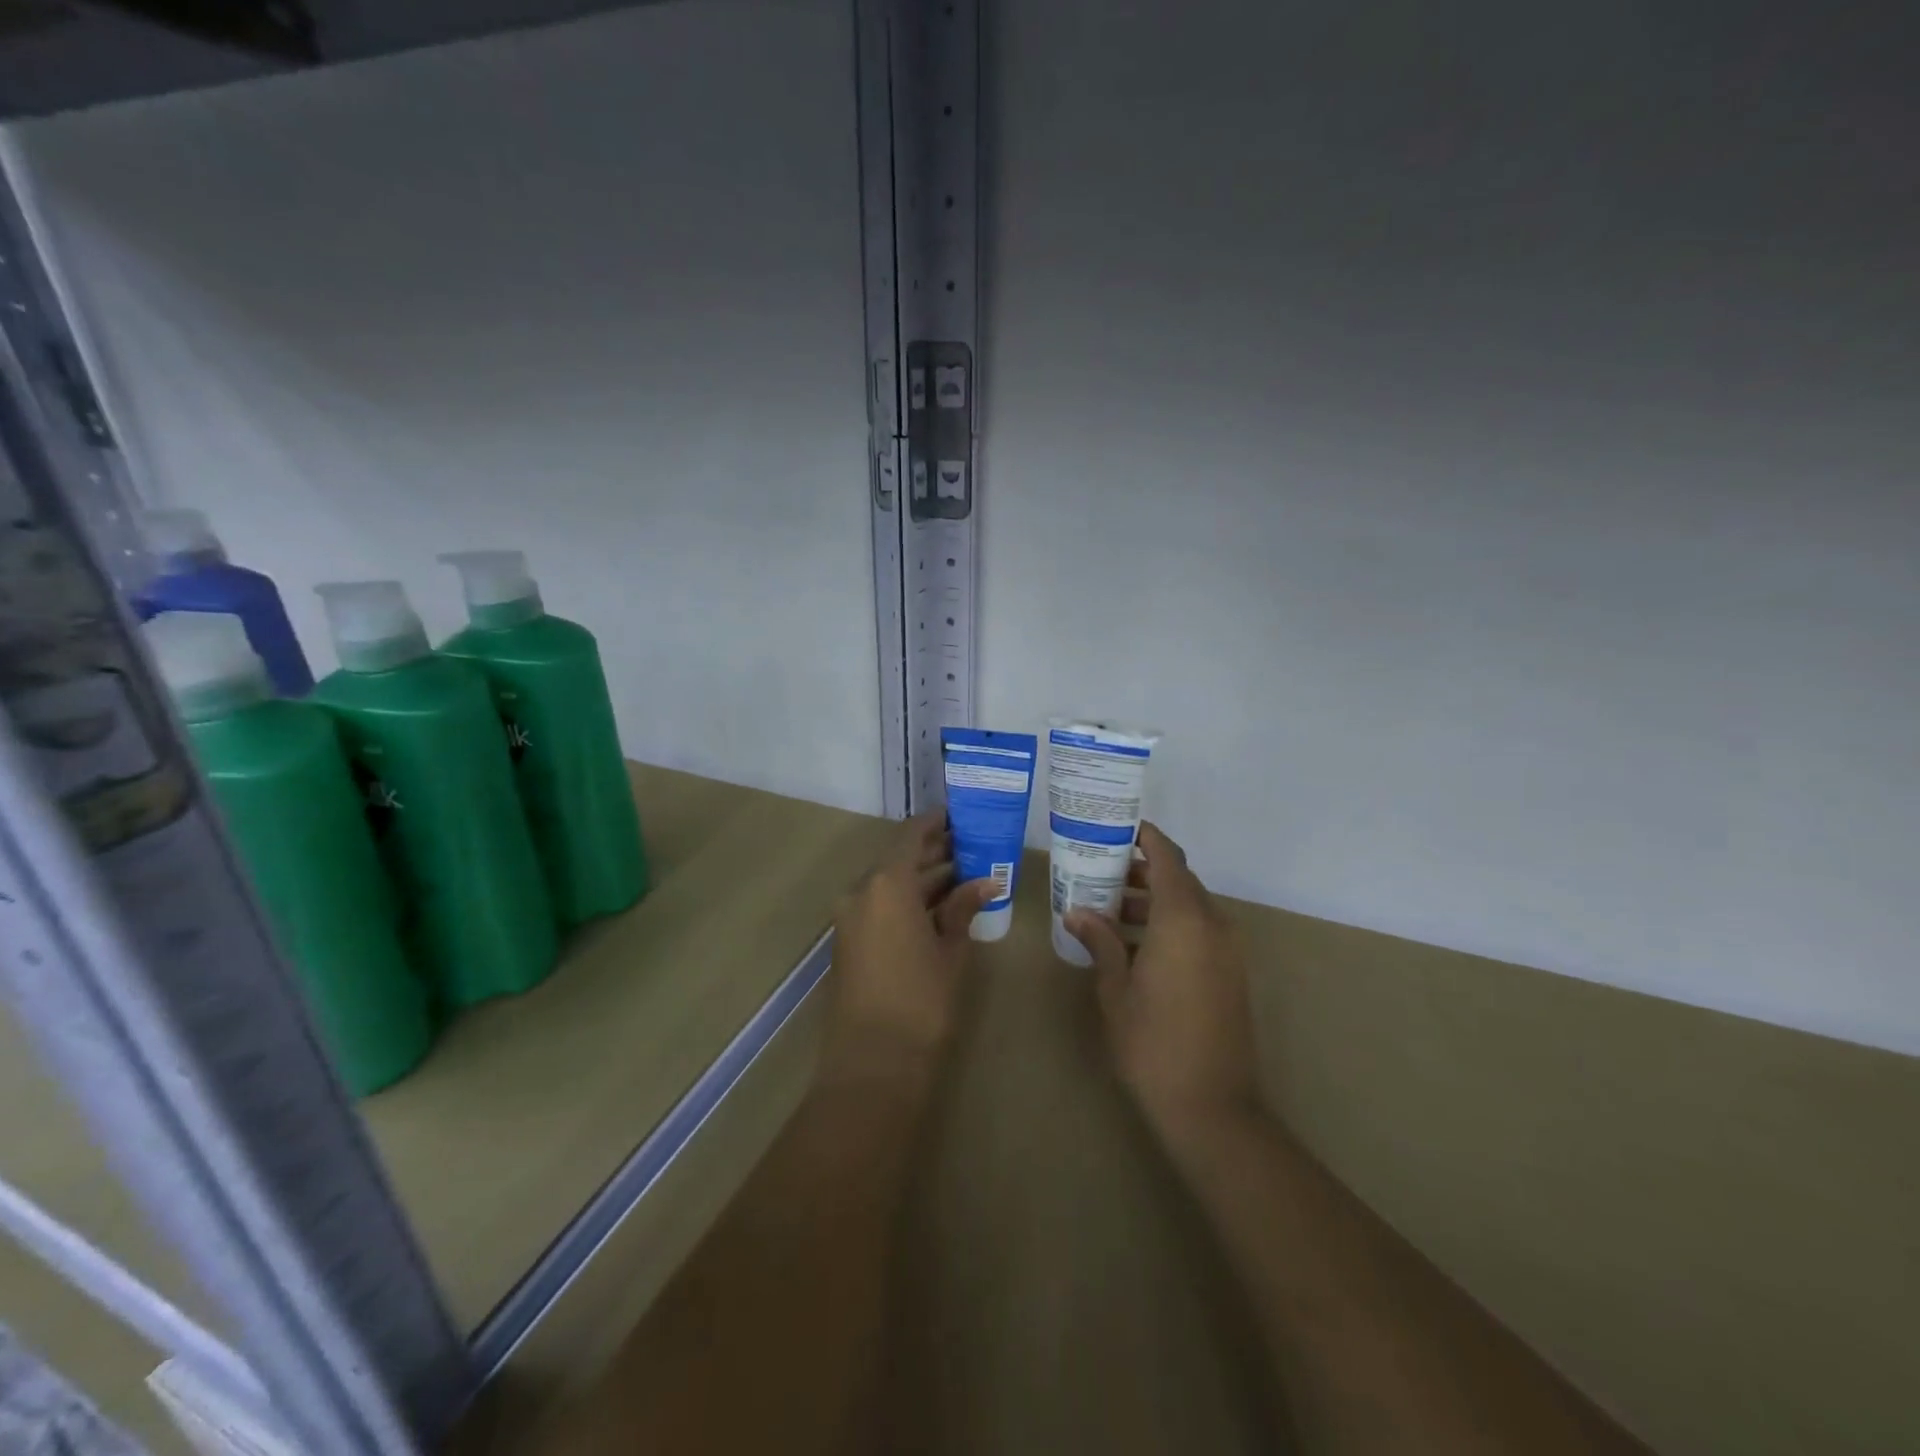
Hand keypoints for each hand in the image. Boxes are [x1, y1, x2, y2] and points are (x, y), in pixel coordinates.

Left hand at [824, 812, 995, 1084]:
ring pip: (890, 883)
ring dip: (922, 879)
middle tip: (972, 847)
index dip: (936, 822)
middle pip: (900, 859)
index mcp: (886, 884)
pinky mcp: (849, 939)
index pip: (912, 836)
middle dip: (935, 853)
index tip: (961, 815)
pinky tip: (939, 906)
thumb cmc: (920, 1001)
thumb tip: (985, 882)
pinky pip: (880, 905)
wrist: (872, 1062)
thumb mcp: (950, 951)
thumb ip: (962, 909)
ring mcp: (850, 916)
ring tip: (964, 875)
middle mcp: (862, 891)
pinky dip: (907, 900)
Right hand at [1066, 823, 1261, 1145]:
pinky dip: (1170, 925)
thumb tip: (1077, 912)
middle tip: (1101, 873)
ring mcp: (1227, 950)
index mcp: (1184, 919)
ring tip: (1111, 910)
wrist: (1211, 1105)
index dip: (1147, 838)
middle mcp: (1212, 924)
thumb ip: (1100, 941)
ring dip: (1155, 901)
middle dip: (1142, 871)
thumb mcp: (1116, 988)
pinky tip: (1135, 946)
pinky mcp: (1231, 973)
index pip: (1168, 858)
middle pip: (1179, 880)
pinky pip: (1200, 931)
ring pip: (1190, 906)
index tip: (1119, 828)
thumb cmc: (1152, 1041)